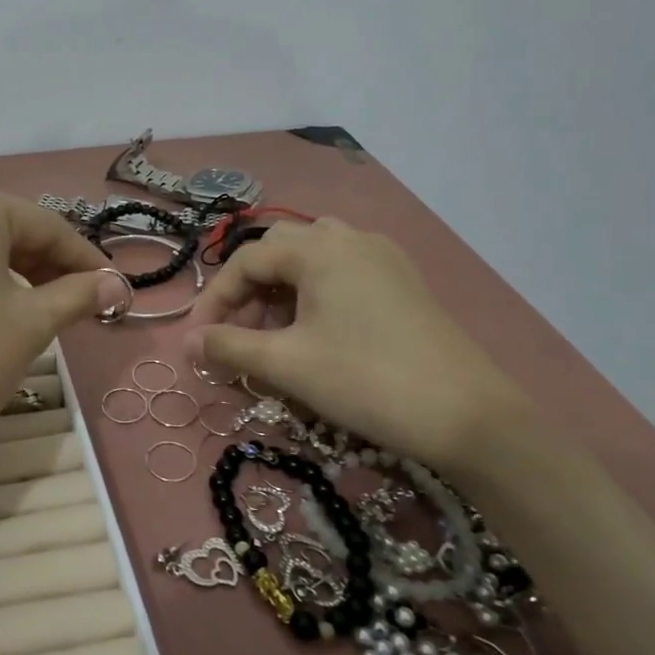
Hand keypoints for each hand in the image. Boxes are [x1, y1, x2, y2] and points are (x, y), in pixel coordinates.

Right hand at [183, 219, 532, 478]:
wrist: (468, 415)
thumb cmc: (366, 380)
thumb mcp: (286, 364)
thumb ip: (228, 346)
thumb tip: (186, 342)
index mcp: (319, 248)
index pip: (246, 261)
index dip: (215, 300)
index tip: (198, 341)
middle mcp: (350, 238)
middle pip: (279, 252)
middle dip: (248, 293)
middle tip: (237, 337)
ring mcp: (383, 258)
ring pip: (312, 260)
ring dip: (281, 291)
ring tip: (275, 335)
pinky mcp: (403, 282)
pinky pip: (342, 273)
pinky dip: (314, 295)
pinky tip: (316, 334)